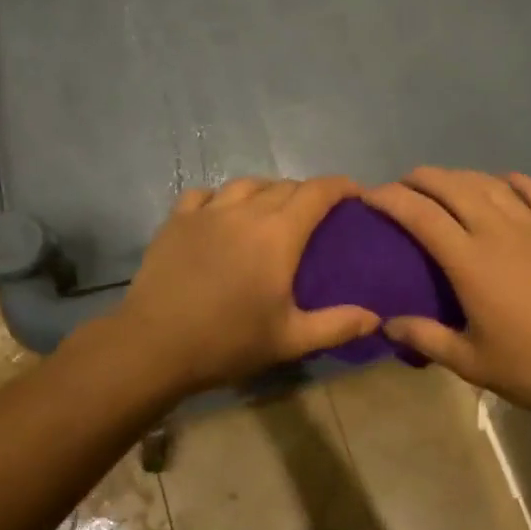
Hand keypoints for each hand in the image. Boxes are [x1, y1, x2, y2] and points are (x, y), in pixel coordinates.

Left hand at [111, 176, 380, 395]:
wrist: (154, 345)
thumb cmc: (227, 342)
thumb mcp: (290, 340)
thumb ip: (337, 326)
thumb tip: (376, 318)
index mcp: (278, 234)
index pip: (317, 192)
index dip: (341, 186)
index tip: (355, 193)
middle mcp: (245, 212)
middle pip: (285, 186)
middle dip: (307, 193)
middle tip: (316, 215)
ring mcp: (207, 212)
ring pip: (246, 184)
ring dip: (267, 191)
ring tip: (271, 210)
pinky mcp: (176, 220)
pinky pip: (205, 194)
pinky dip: (222, 198)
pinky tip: (221, 214)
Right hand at [364, 168, 530, 427]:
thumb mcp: (470, 362)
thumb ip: (425, 337)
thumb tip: (386, 324)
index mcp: (471, 262)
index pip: (421, 215)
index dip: (390, 199)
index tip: (369, 195)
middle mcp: (499, 231)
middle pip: (452, 187)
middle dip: (421, 178)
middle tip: (402, 184)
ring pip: (489, 183)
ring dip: (459, 176)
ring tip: (442, 182)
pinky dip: (511, 180)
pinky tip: (501, 181)